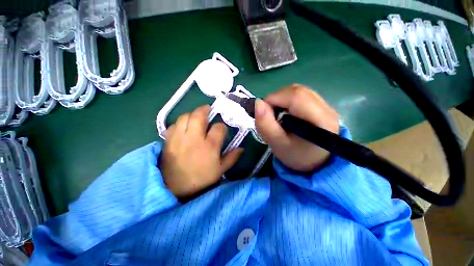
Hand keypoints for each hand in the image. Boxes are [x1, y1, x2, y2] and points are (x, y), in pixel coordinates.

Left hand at [161, 105, 242, 198]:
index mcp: (210, 146)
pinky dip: (179, 123)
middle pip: (199, 116)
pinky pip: (173, 125)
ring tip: (196, 117)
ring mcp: (180, 138)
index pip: (219, 128)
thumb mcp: (220, 170)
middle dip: (205, 109)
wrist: (175, 188)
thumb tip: (242, 148)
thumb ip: (232, 157)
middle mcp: (195, 138)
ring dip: (192, 114)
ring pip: (185, 117)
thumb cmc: (201, 179)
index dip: (221, 127)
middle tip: (208, 109)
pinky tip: (183, 127)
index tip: (221, 130)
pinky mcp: (169, 140)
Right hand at [255, 84, 339, 171]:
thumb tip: (258, 103)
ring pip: (298, 91)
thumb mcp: (277, 144)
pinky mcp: (322, 106)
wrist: (315, 163)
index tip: (263, 110)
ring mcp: (326, 106)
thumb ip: (266, 124)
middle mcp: (327, 109)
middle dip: (277, 98)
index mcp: (320, 120)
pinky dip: (287, 100)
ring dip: (281, 99)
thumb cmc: (296, 156)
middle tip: (269, 113)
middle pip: (297, 91)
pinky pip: (301, 95)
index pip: (296, 96)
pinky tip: (285, 112)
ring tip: (276, 113)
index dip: (275, 98)